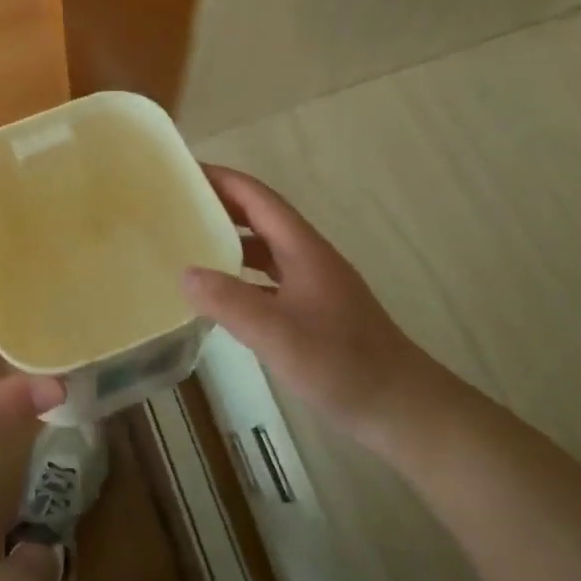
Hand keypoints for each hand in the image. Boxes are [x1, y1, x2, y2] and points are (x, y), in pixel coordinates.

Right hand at [182, 165, 444, 445]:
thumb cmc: (343, 364)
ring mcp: (314, 285)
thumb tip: (185, 273)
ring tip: (190, 243)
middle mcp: (308, 258)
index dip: (222, 179)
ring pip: (265, 248)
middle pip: (260, 217)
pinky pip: (269, 279)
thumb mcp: (280, 335)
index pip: (257, 198)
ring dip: (230, 239)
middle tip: (176, 205)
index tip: (183, 171)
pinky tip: (221, 295)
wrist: (403, 409)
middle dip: (221, 204)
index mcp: (302, 249)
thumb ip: (231, 303)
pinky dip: (242, 275)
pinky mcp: (315, 312)